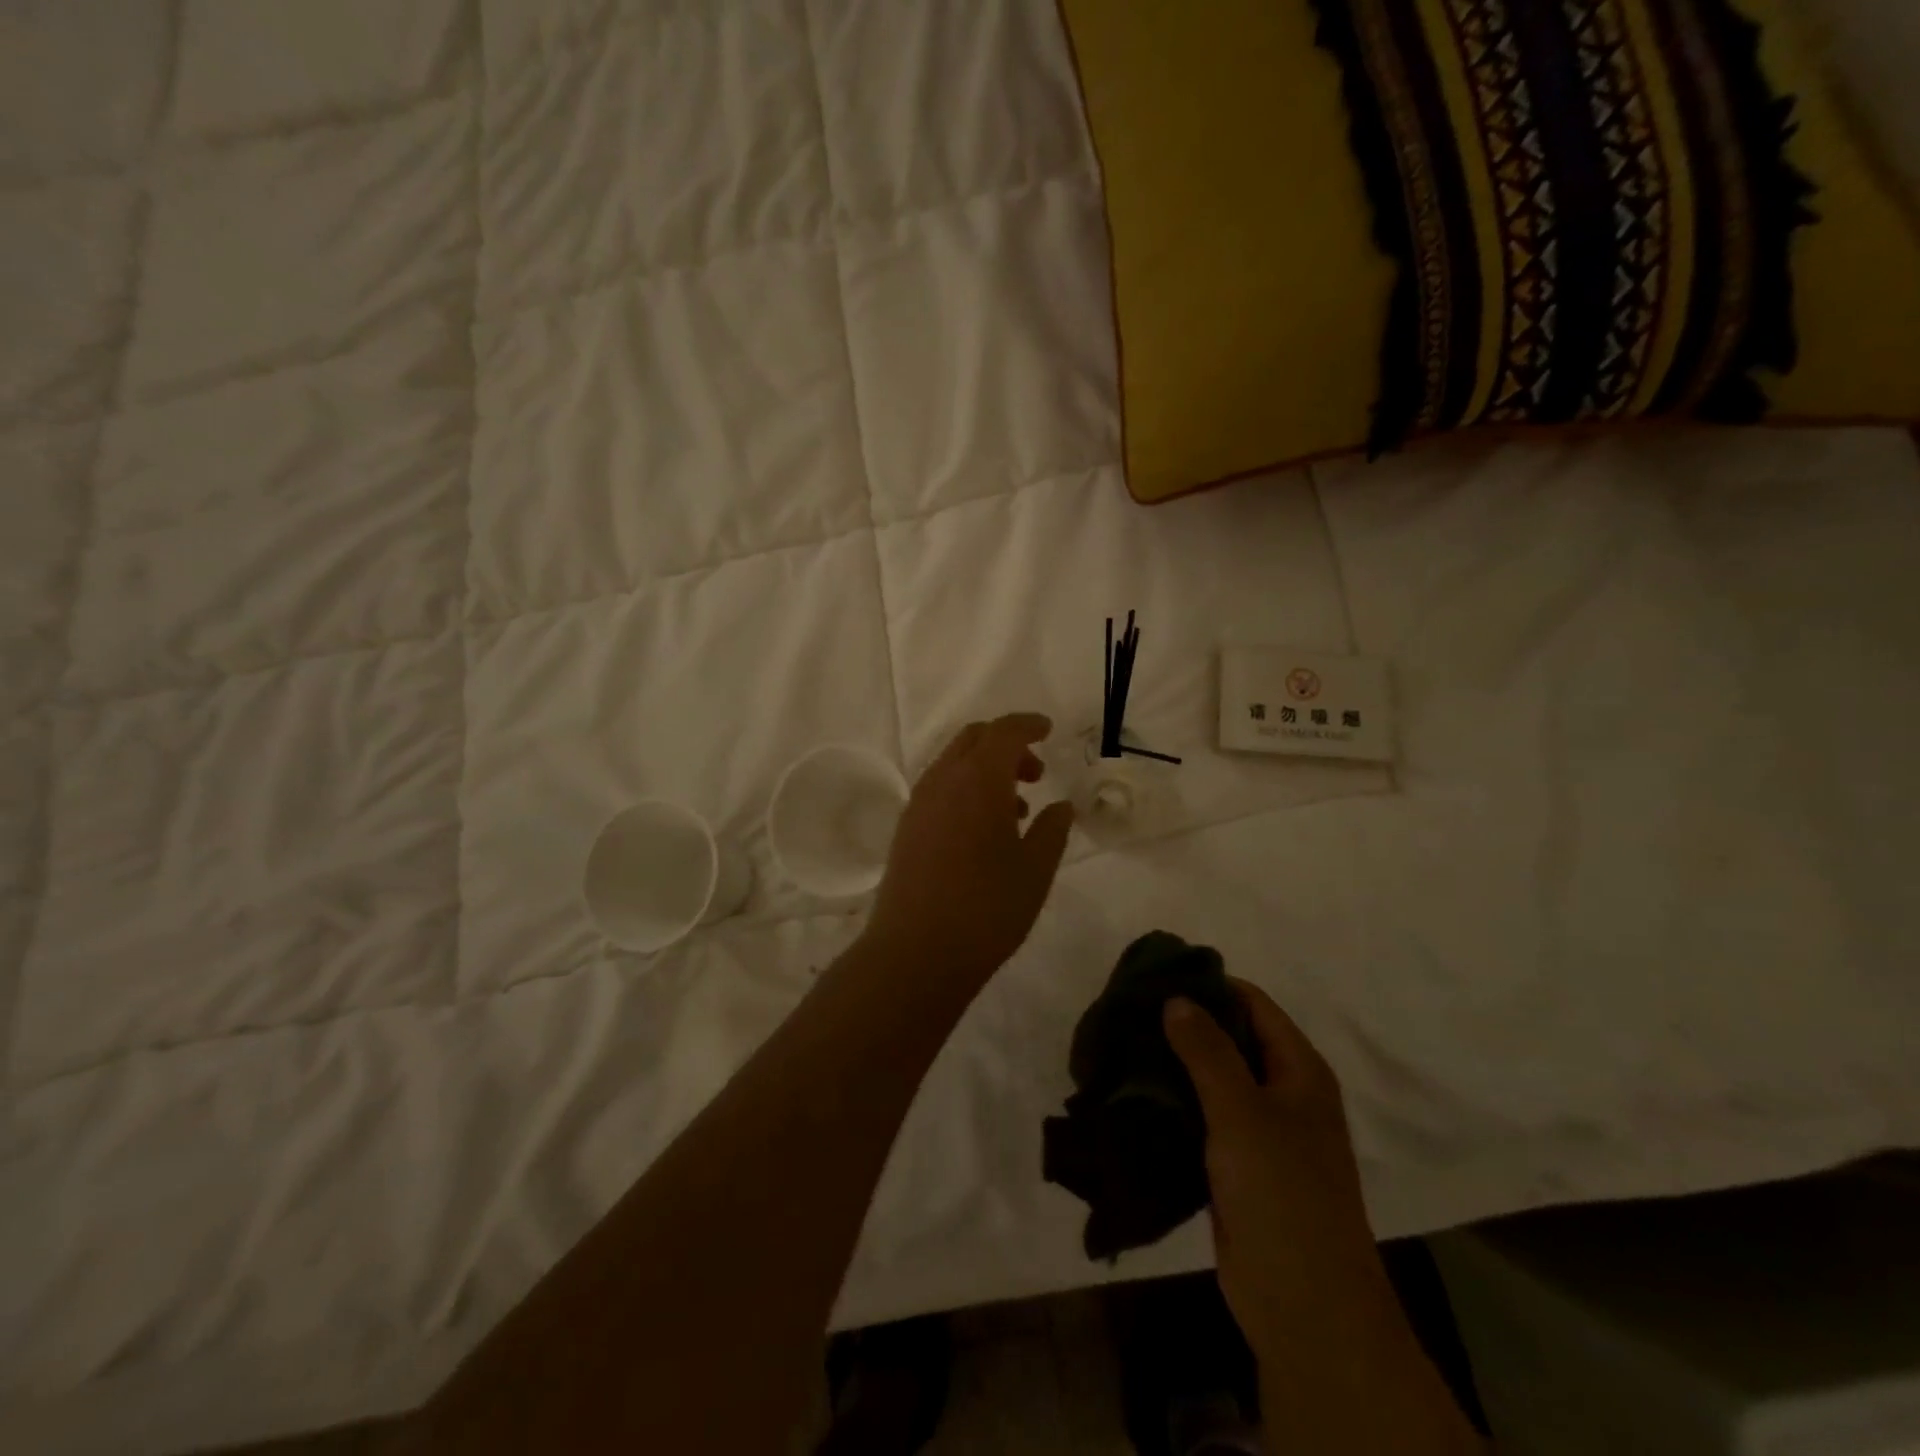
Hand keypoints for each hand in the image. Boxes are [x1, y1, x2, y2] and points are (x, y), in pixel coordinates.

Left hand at [865, 714, 1075, 987]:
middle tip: (1036, 773)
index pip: (1005, 731)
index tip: (1048, 730)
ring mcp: (919, 803)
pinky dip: (966, 789)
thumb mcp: (1035, 870)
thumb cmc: (986, 908)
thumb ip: (1052, 830)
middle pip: (974, 739)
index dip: (1029, 725)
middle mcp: (943, 780)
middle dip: (1007, 745)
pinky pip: (940, 789)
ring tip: (1017, 808)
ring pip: (954, 764)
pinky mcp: (906, 828)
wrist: (915, 952)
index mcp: (979, 779)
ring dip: (986, 769)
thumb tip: (1062, 807)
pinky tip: (985, 830)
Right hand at [1163, 980, 1384, 1359]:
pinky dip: (1172, 1104)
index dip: (1210, 985)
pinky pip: (1202, 1120)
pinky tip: (1132, 1095)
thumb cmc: (1283, 1194)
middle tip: (1130, 1011)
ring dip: (1174, 1066)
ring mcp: (1261, 1133)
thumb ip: (1208, 1051)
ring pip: (1213, 1081)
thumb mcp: (1243, 1111)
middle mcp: (1284, 1094)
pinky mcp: (1237, 1167)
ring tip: (1122, 1045)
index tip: (1158, 976)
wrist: (1305, 1306)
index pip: (1253, 1005)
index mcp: (1299, 1071)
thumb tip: (1176, 998)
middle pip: (1232, 1040)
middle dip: (1185, 1025)